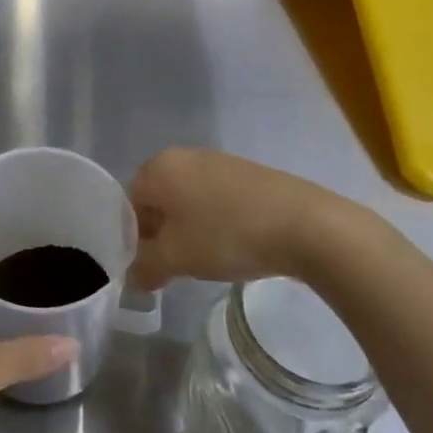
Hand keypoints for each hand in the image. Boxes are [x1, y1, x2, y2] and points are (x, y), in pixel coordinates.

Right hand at [128, 148, 363, 288]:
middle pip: (157, 201)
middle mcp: (183, 156)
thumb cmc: (226, 235)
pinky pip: (214, 199)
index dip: (134, 240)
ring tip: (206, 260)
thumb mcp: (176, 258)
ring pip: (187, 201)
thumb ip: (144, 267)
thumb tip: (132, 276)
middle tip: (175, 267)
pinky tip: (232, 246)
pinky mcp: (246, 174)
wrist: (304, 224)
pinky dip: (214, 222)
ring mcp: (217, 162)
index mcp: (158, 167)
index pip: (128, 205)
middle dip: (161, 235)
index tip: (150, 268)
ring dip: (188, 231)